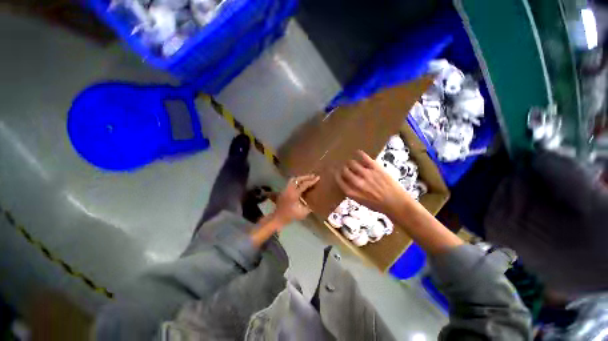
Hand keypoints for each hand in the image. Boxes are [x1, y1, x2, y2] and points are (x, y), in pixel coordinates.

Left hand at [274, 174, 319, 222]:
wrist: (278, 217)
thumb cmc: (291, 216)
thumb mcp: (303, 213)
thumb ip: (310, 206)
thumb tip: (315, 202)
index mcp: (294, 194)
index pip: (304, 185)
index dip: (311, 181)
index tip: (318, 177)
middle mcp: (289, 189)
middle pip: (298, 179)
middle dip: (306, 177)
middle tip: (313, 175)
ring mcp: (285, 189)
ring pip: (293, 179)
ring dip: (300, 178)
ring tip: (307, 178)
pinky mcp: (284, 190)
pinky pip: (291, 182)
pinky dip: (297, 181)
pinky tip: (301, 183)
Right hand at [335, 150, 413, 217]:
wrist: (397, 203)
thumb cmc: (378, 205)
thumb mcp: (361, 202)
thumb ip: (352, 191)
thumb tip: (346, 181)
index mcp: (352, 192)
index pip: (338, 179)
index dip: (336, 174)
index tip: (337, 172)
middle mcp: (357, 182)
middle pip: (344, 170)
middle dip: (343, 168)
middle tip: (345, 168)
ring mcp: (366, 174)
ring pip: (352, 163)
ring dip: (350, 163)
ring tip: (352, 163)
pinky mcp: (375, 168)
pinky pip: (364, 157)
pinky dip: (359, 154)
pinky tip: (357, 153)